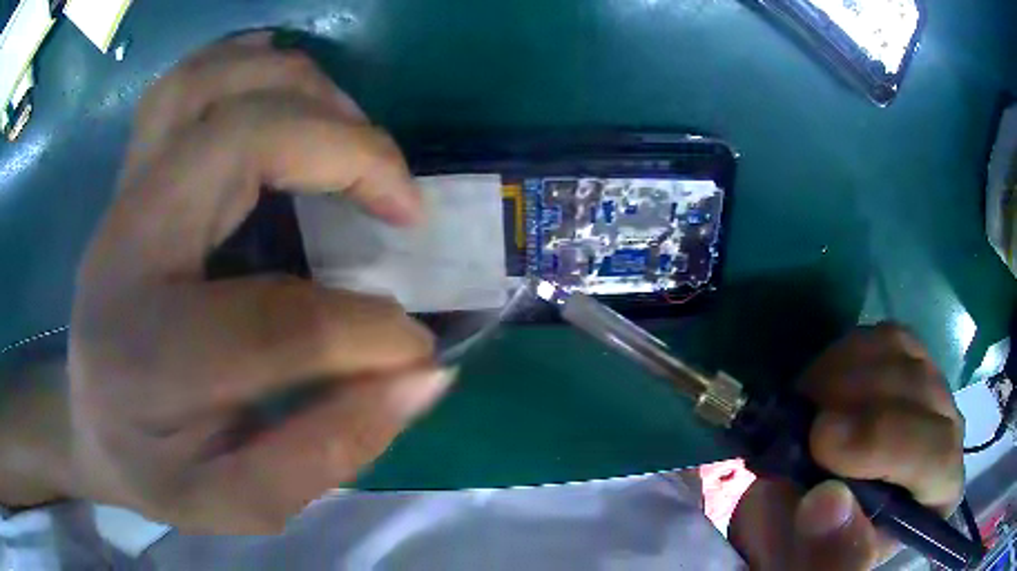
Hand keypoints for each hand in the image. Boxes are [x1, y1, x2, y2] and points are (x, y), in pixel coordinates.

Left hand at [67, 32, 451, 532]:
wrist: (89, 423)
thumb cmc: (158, 471)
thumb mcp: (241, 502)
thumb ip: (331, 450)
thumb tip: (426, 376)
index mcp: (146, 357)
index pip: (275, 322)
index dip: (371, 333)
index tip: (419, 349)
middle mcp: (125, 251)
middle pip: (237, 139)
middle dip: (347, 152)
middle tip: (402, 202)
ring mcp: (123, 197)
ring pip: (211, 84)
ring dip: (304, 89)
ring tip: (356, 137)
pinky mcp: (131, 175)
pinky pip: (187, 80)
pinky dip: (250, 62)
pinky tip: (291, 90)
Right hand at [729, 323, 963, 569]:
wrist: (816, 510)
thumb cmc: (820, 545)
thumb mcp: (817, 565)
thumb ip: (824, 551)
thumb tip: (827, 502)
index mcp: (938, 494)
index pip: (937, 455)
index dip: (884, 441)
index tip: (821, 444)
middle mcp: (948, 434)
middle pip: (922, 391)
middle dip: (857, 402)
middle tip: (801, 421)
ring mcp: (931, 390)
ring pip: (905, 354)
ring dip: (847, 373)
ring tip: (808, 404)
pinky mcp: (909, 361)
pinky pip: (887, 336)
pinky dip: (849, 352)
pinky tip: (825, 382)